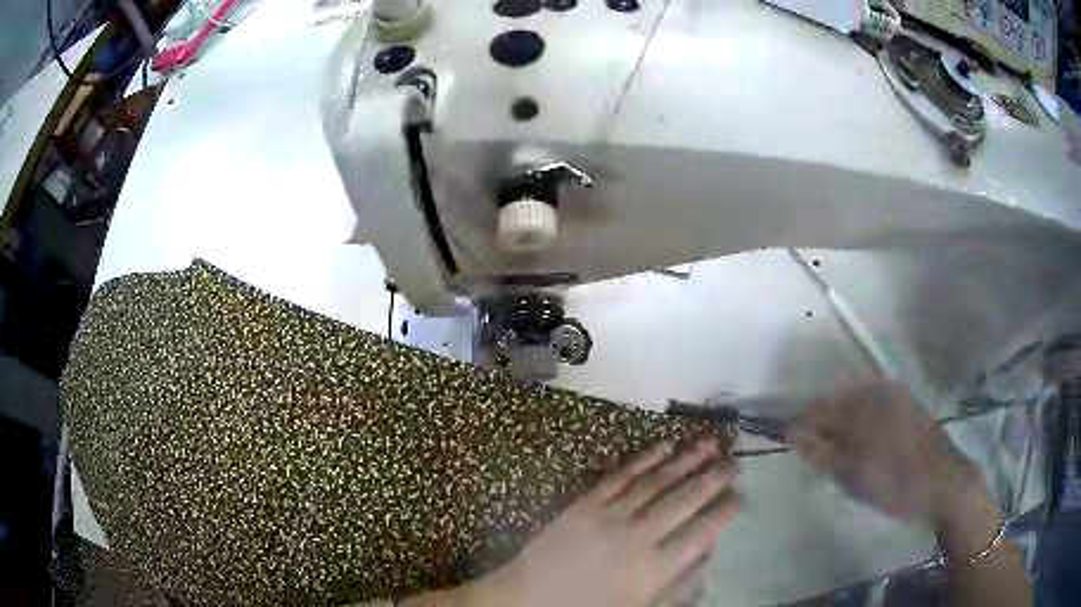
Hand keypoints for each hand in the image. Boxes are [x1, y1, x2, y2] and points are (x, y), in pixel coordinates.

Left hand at [464, 439, 740, 606]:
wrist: (529, 599)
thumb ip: (678, 589)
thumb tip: (708, 557)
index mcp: (653, 569)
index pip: (701, 534)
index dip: (723, 513)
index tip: (741, 497)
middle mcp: (637, 537)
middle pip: (684, 501)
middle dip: (713, 480)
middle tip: (735, 463)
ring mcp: (609, 516)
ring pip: (656, 482)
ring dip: (686, 460)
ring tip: (710, 443)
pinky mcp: (584, 503)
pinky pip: (620, 476)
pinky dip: (644, 459)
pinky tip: (664, 446)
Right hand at [788, 381, 983, 525]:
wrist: (943, 482)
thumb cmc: (895, 484)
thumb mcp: (853, 475)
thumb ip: (821, 452)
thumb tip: (792, 434)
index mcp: (863, 407)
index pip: (818, 409)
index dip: (801, 426)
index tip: (792, 444)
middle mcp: (878, 392)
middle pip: (836, 401)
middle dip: (823, 424)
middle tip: (819, 454)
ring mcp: (896, 395)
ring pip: (856, 402)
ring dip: (843, 422)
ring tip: (842, 451)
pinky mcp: (908, 404)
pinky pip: (876, 404)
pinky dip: (864, 420)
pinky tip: (867, 441)